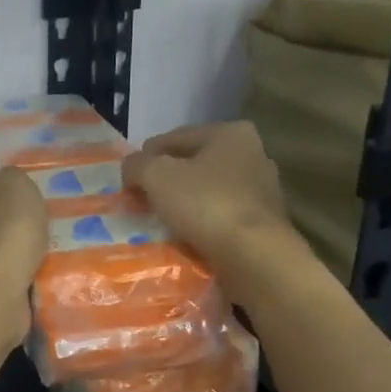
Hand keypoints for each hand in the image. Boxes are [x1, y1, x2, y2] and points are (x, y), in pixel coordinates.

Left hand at [0, 163, 47, 350]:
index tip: (16, 177)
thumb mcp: (17, 185)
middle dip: (4, 206)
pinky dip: (17, 264)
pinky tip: (39, 264)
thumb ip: (12, 177)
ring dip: (12, 238)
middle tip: (36, 207)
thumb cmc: (5, 230)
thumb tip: (6, 181)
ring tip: (45, 237)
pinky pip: (2, 265)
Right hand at [121, 122, 298, 267]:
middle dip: (165, 182)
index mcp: (230, 133)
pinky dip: (201, 224)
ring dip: (182, 204)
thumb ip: (136, 164)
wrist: (254, 258)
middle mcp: (252, 154)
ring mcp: (262, 190)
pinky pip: (220, 217)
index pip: (173, 138)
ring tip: (158, 222)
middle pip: (191, 164)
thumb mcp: (156, 175)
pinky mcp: (263, 223)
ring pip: (206, 191)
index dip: (145, 158)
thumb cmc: (206, 205)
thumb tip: (131, 169)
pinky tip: (184, 238)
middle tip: (140, 202)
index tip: (127, 183)